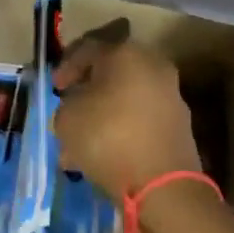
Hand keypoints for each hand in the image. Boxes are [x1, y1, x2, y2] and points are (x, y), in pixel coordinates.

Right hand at [53, 37, 202, 200]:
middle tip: (70, 106)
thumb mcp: (67, 118)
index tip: (55, 87)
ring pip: (126, 98)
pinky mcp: (178, 124)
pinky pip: (140, 118)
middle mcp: (153, 66)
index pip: (88, 48)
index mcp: (125, 53)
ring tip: (81, 140)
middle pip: (111, 72)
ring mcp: (170, 95)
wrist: (163, 184)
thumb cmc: (108, 138)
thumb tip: (76, 105)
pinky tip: (103, 152)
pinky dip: (121, 129)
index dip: (66, 66)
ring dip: (103, 113)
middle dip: (88, 90)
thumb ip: (66, 104)